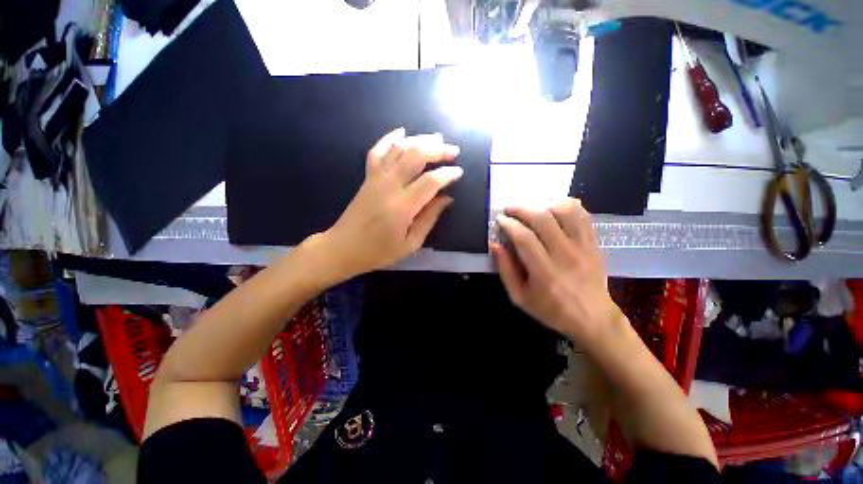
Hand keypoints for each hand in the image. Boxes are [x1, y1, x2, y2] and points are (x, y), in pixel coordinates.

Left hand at [308, 128, 462, 282]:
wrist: (343, 247)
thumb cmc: (379, 251)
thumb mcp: (410, 243)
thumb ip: (429, 219)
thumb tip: (446, 198)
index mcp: (402, 207)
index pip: (430, 181)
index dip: (447, 174)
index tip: (459, 172)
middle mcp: (389, 186)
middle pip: (415, 156)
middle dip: (437, 150)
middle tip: (453, 151)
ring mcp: (375, 178)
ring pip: (399, 148)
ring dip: (419, 140)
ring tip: (437, 139)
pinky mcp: (367, 177)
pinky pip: (377, 150)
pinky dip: (389, 138)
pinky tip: (401, 131)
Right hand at [492, 198, 621, 344]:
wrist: (592, 318)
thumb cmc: (551, 310)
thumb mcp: (519, 297)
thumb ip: (505, 270)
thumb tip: (495, 244)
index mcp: (544, 272)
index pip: (524, 238)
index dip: (509, 224)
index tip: (500, 219)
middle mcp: (565, 255)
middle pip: (543, 220)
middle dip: (522, 209)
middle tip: (510, 209)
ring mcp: (583, 248)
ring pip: (566, 212)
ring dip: (544, 205)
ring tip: (532, 209)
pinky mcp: (594, 244)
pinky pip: (583, 216)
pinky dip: (568, 206)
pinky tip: (554, 208)